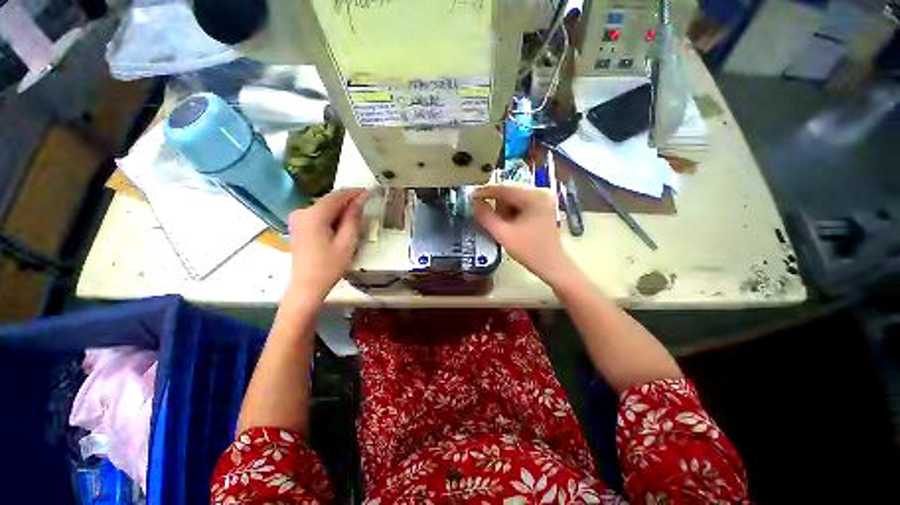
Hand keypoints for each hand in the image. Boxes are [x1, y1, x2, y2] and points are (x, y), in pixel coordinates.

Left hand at [286, 189, 369, 300]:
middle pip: (329, 201)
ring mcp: (297, 218)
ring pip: (324, 207)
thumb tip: (361, 200)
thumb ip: (353, 218)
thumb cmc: (329, 266)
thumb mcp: (347, 242)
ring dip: (341, 209)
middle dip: (348, 202)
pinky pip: (318, 214)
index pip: (336, 196)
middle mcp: (302, 212)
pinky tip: (342, 224)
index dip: (353, 192)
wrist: (306, 286)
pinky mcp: (298, 226)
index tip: (369, 191)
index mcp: (313, 215)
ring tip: (357, 217)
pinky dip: (332, 216)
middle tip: (366, 206)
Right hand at [473, 185, 579, 288]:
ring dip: (503, 210)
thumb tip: (473, 203)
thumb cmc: (529, 251)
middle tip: (487, 218)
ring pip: (513, 198)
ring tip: (504, 227)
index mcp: (534, 196)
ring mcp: (543, 198)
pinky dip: (511, 212)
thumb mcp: (503, 235)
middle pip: (509, 192)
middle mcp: (540, 192)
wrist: (552, 265)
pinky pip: (520, 204)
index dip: (484, 191)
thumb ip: (486, 217)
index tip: (469, 196)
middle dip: (496, 204)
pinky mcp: (542, 206)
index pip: (504, 188)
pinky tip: (511, 226)